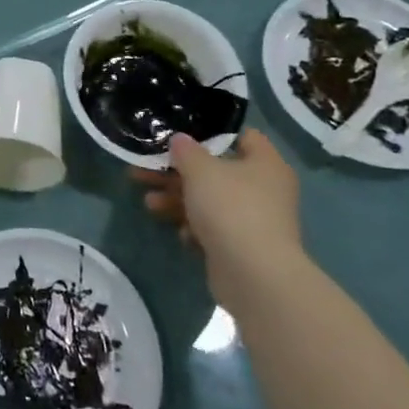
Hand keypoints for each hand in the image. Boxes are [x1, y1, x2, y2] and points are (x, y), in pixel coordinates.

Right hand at [134, 131, 302, 309]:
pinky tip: (182, 234)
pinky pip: (213, 228)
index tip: (180, 135)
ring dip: (177, 200)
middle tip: (144, 170)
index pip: (242, 136)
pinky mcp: (241, 246)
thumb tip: (180, 139)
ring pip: (208, 201)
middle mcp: (264, 189)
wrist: (254, 275)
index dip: (211, 133)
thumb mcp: (200, 169)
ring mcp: (254, 220)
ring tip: (149, 203)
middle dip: (177, 172)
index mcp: (265, 163)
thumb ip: (186, 150)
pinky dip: (194, 228)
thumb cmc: (231, 208)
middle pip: (215, 171)